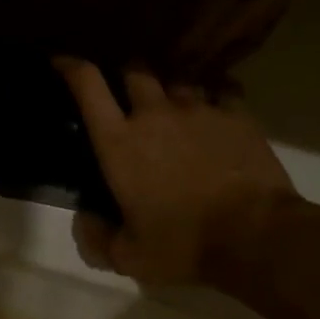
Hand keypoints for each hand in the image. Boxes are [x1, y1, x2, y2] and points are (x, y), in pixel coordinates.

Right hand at [56, 58, 297, 286]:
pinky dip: (215, 96)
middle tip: (130, 92)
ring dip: (172, 90)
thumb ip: (99, 239)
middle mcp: (154, 114)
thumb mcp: (130, 257)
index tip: (63, 61)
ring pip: (178, 80)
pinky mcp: (236, 115)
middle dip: (127, 74)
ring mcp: (198, 109)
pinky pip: (222, 90)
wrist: (256, 237)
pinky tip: (218, 110)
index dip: (72, 67)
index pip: (88, 86)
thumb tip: (86, 221)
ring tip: (178, 107)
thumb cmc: (184, 245)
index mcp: (120, 142)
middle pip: (135, 70)